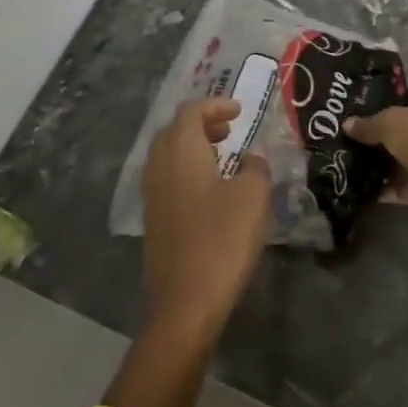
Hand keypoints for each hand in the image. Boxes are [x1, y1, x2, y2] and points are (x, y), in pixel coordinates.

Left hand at [142, 97, 270, 342]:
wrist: (185, 302)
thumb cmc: (222, 239)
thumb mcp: (253, 196)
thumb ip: (256, 168)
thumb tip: (252, 159)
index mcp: (181, 150)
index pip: (191, 111)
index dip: (216, 105)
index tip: (239, 110)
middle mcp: (159, 165)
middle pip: (175, 130)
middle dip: (202, 124)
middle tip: (229, 130)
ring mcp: (152, 194)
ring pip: (169, 155)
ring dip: (194, 147)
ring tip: (224, 157)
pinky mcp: (153, 219)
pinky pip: (168, 178)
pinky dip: (187, 170)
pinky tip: (211, 190)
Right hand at [345, 84, 407, 224]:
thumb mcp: (389, 122)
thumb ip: (368, 124)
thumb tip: (346, 124)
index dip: (391, 95)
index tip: (364, 101)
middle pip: (405, 126)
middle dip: (381, 131)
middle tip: (350, 132)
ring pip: (402, 157)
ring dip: (381, 162)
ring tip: (347, 158)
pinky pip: (401, 186)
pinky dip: (384, 188)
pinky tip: (358, 186)